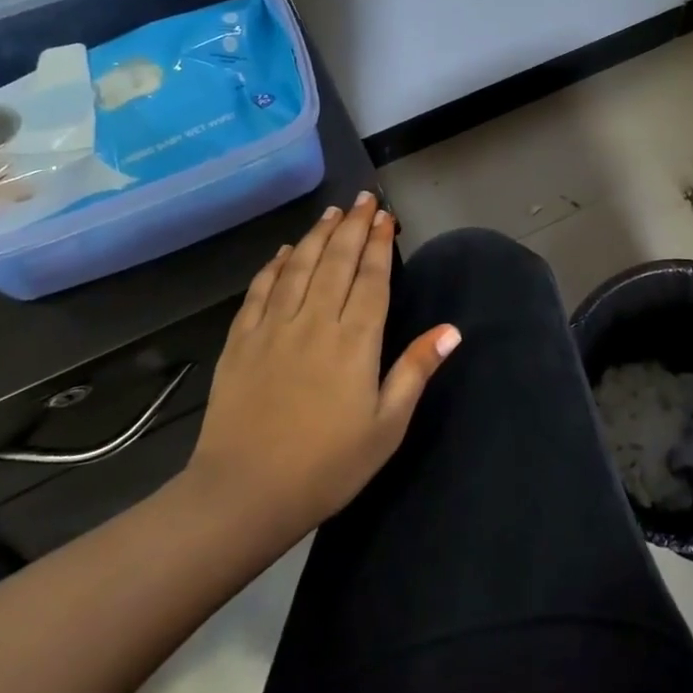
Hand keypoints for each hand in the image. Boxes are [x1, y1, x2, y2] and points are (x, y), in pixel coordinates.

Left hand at [183, 193, 460, 537]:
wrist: (244, 493)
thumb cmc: (326, 466)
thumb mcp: (386, 427)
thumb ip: (415, 371)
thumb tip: (451, 330)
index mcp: (355, 342)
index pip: (371, 279)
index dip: (379, 244)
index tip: (385, 217)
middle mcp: (315, 322)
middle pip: (337, 262)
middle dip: (352, 226)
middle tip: (363, 199)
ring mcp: (274, 328)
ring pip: (299, 267)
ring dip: (317, 235)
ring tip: (331, 212)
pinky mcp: (241, 340)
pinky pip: (260, 291)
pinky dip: (274, 265)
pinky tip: (284, 251)